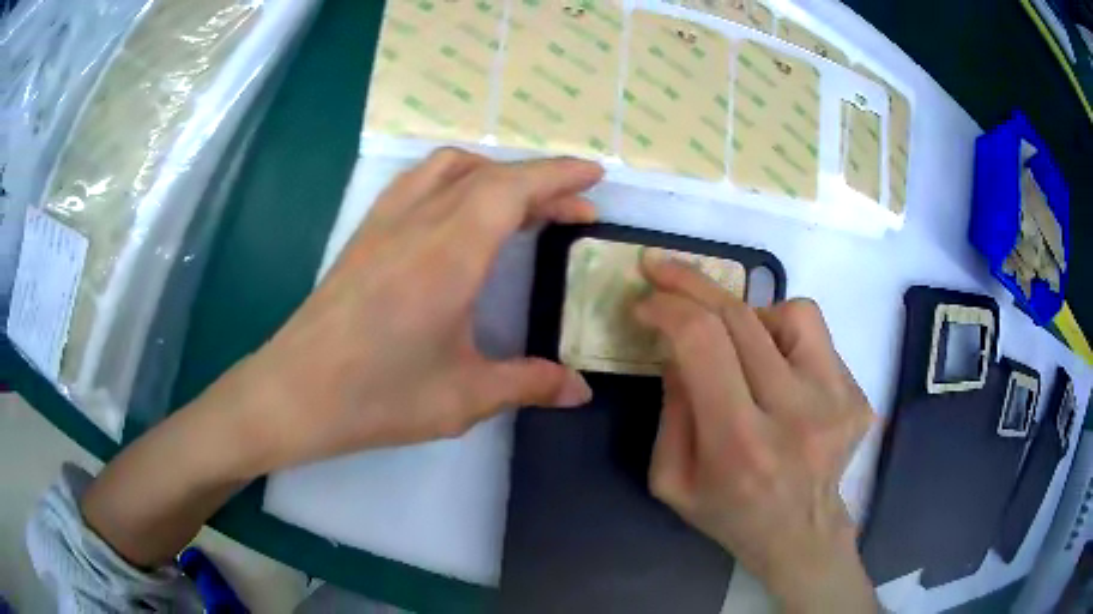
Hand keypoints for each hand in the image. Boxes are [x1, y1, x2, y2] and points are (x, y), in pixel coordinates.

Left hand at [221, 149, 602, 471]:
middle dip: (539, 182)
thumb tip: (581, 390)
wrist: (294, 393)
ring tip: (519, 204)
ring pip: (447, 168)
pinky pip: (416, 183)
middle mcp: (417, 222)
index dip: (558, 175)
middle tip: (573, 210)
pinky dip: (453, 181)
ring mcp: (384, 223)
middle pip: (488, 175)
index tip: (593, 175)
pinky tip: (457, 215)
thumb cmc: (378, 397)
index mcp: (449, 254)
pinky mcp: (364, 235)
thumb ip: (529, 384)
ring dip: (493, 174)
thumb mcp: (464, 397)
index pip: (512, 189)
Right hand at [635, 252, 876, 612]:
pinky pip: (816, 336)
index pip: (704, 343)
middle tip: (664, 272)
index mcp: (741, 445)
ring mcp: (837, 401)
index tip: (646, 299)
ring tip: (739, 346)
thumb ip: (671, 409)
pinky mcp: (857, 395)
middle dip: (694, 284)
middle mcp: (797, 415)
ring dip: (750, 314)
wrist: (800, 535)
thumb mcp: (673, 479)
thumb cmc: (729, 514)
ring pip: (792, 312)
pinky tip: (778, 372)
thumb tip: (675, 343)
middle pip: (743, 317)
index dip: (669, 307)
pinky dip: (785, 337)